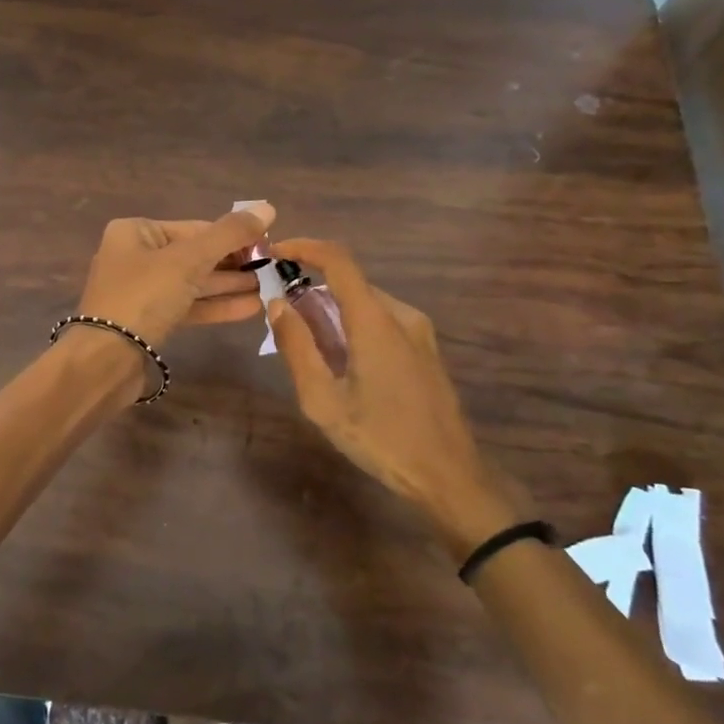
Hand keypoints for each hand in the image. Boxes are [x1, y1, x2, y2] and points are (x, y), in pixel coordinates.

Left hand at [76, 204, 275, 344]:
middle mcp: (135, 257)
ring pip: (193, 283)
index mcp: (135, 232)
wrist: (106, 359)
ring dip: (230, 285)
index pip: (195, 228)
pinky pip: (188, 306)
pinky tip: (251, 308)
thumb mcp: (189, 259)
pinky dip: (216, 306)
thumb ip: (229, 234)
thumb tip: (268, 208)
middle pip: (194, 255)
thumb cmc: (143, 296)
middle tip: (273, 269)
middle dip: (234, 263)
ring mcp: (141, 291)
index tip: (269, 245)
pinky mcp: (149, 321)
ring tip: (269, 287)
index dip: (233, 236)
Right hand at [268, 237, 519, 555]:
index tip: (274, 253)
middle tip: (281, 318)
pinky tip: (340, 363)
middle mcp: (401, 315)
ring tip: (307, 348)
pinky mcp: (426, 351)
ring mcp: (420, 333)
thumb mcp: (323, 400)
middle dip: (311, 290)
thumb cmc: (381, 439)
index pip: (339, 260)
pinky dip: (353, 327)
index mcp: (376, 321)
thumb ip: (297, 348)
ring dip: (332, 312)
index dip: (305, 247)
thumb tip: (277, 305)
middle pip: (350, 283)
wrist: (449, 476)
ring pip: (366, 304)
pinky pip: (382, 322)